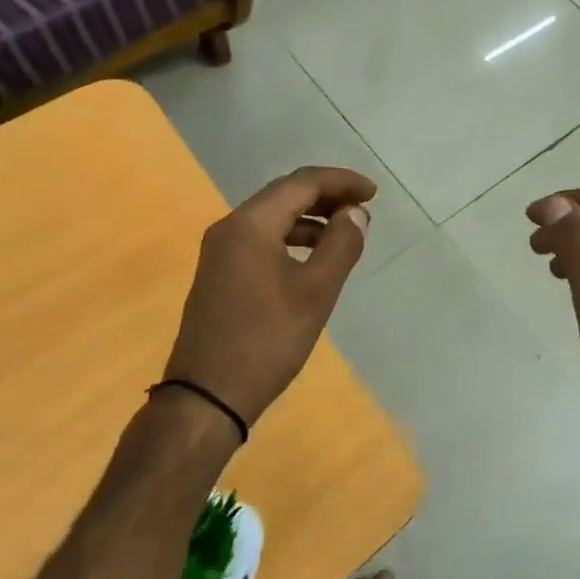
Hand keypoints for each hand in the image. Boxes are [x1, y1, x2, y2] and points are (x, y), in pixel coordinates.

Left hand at [164, 167, 374, 431]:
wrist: (206, 396)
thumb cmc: (267, 340)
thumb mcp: (315, 292)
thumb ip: (340, 245)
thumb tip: (355, 212)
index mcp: (250, 224)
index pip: (302, 183)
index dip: (341, 182)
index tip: (373, 193)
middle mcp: (230, 227)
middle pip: (284, 194)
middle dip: (326, 195)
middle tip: (363, 207)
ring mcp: (220, 251)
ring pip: (271, 217)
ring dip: (310, 218)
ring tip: (345, 231)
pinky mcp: (219, 273)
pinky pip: (260, 238)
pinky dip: (290, 237)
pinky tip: (312, 258)